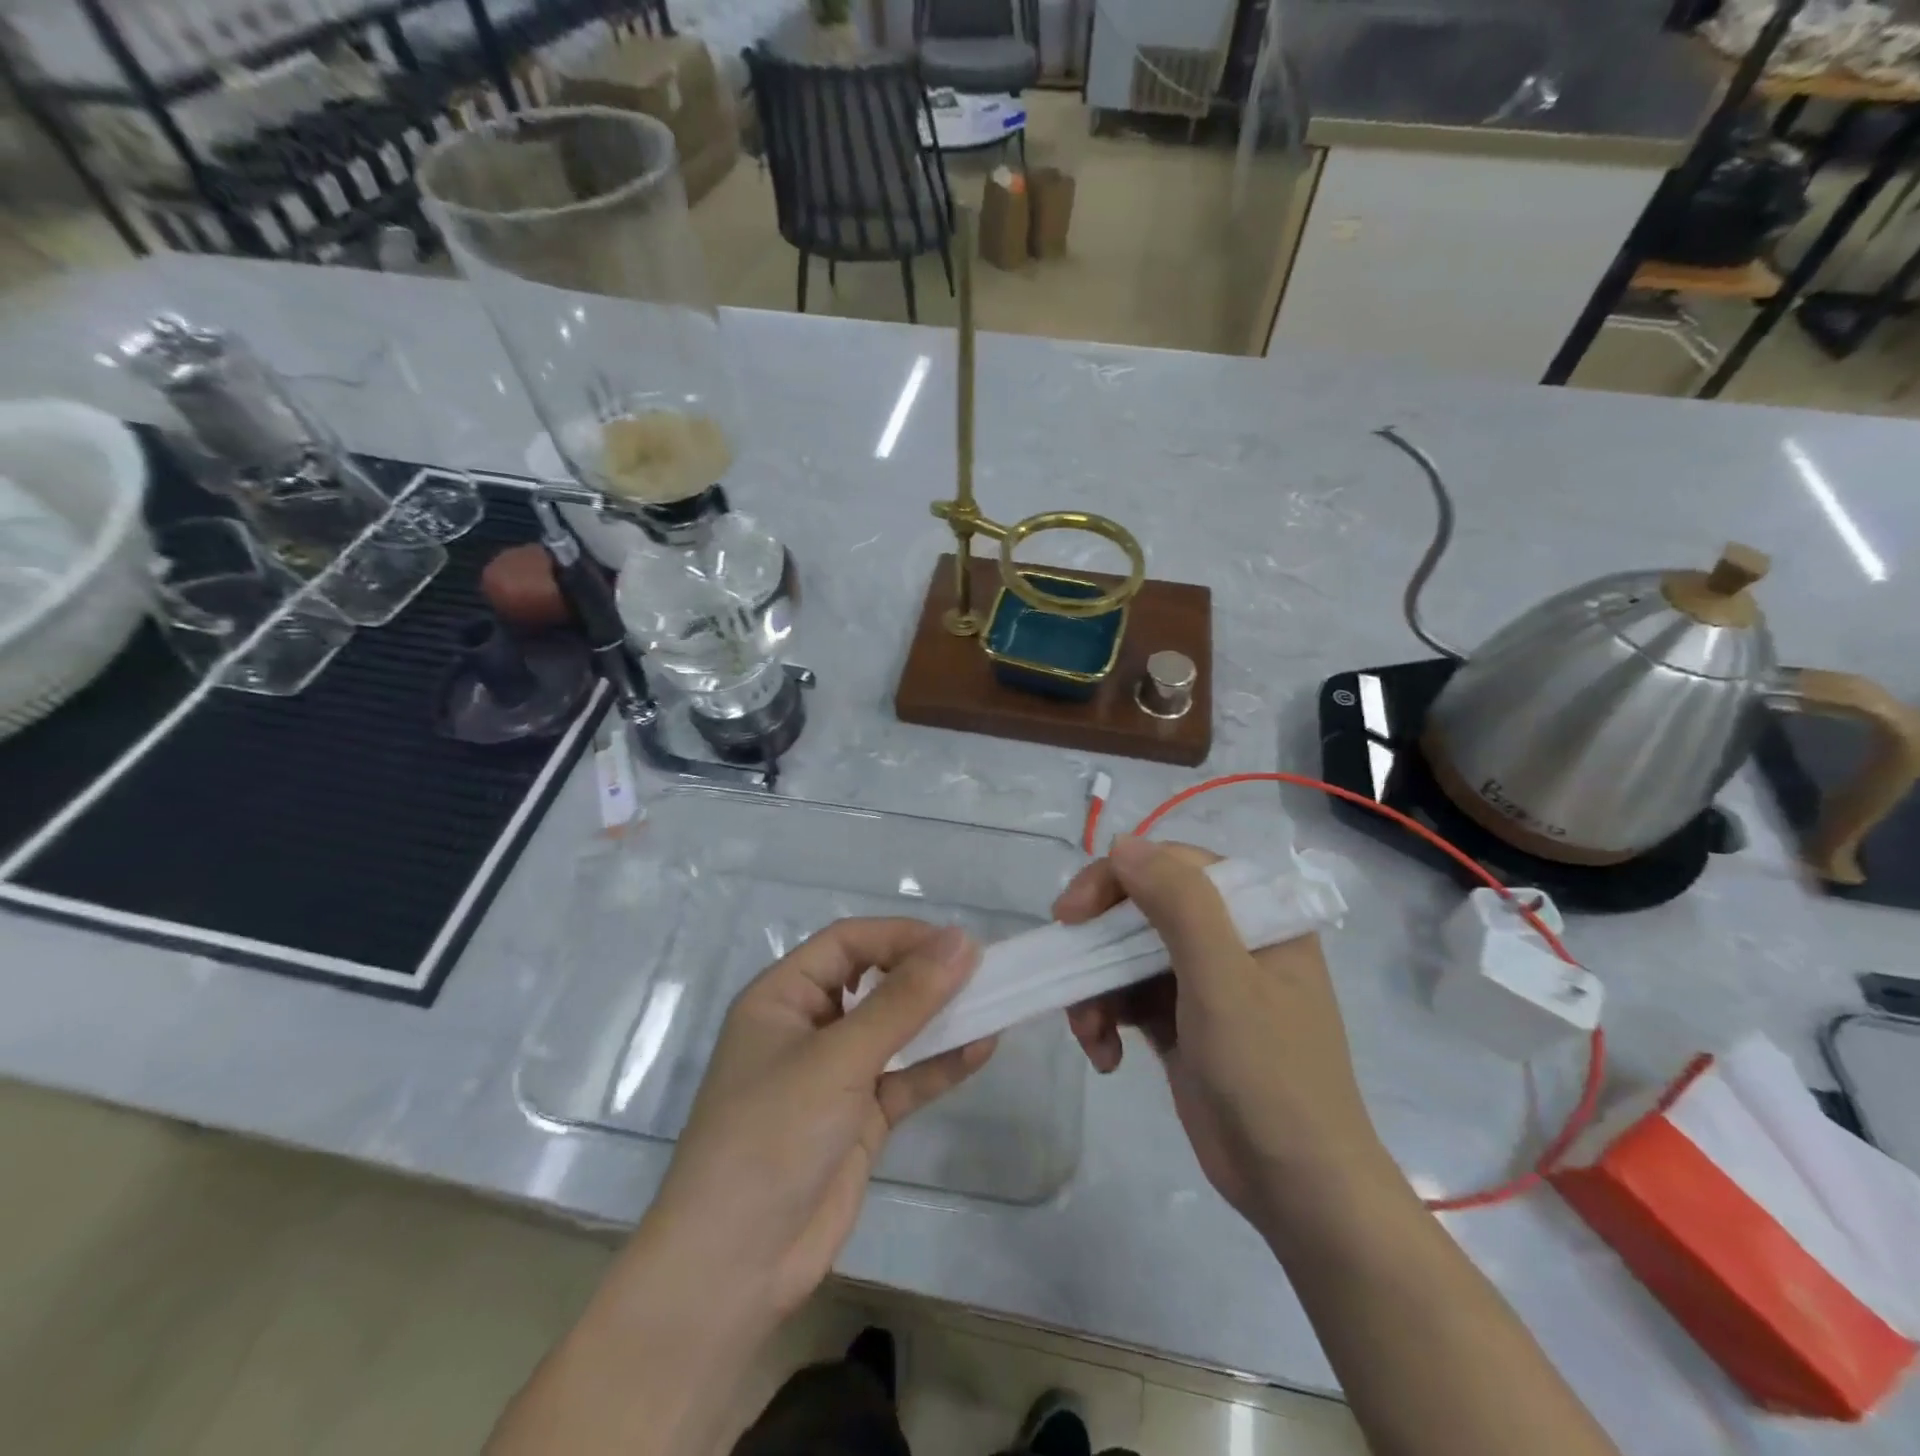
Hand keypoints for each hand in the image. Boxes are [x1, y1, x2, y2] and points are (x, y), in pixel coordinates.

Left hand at [643, 918, 994, 1326]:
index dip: (900, 935)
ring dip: (939, 1018)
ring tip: (993, 1002)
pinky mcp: (858, 1120)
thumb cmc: (770, 1137)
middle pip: (873, 981)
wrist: (734, 1269)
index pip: (847, 943)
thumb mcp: (837, 1060)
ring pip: (895, 1031)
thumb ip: (903, 1002)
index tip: (955, 944)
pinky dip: (940, 1064)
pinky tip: (982, 1048)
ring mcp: (834, 1076)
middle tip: (981, 971)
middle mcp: (808, 1027)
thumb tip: (961, 942)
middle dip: (923, 973)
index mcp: (782, 997)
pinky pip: (905, 1079)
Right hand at [1052, 837, 1399, 1243]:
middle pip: (1144, 911)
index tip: (1072, 913)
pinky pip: (1129, 998)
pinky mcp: (1182, 1022)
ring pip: (1127, 956)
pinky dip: (1107, 1019)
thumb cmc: (1269, 1075)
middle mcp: (1230, 940)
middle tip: (1063, 962)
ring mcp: (1204, 983)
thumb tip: (1123, 844)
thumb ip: (1179, 904)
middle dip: (1098, 942)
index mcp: (1256, 916)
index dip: (1116, 879)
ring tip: (1088, 1032)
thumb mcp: (1224, 981)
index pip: (1174, 867)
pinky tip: (1104, 1055)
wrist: (1297, 1190)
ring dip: (1097, 988)